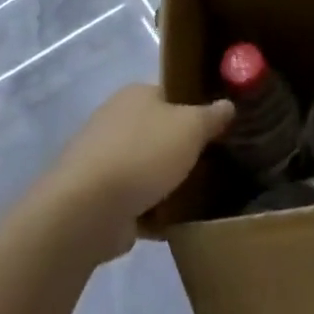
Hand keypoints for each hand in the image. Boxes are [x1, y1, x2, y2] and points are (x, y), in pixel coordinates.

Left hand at [46, 85, 232, 261]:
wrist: (86, 211)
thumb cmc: (143, 154)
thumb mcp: (191, 127)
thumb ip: (212, 115)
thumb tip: (227, 105)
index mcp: (135, 95)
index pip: (171, 93)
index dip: (195, 106)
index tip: (218, 126)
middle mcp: (115, 120)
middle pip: (158, 130)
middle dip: (180, 147)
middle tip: (211, 161)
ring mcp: (102, 160)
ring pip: (145, 166)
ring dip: (165, 182)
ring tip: (197, 195)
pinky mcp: (96, 198)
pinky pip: (133, 200)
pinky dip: (150, 210)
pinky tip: (173, 221)